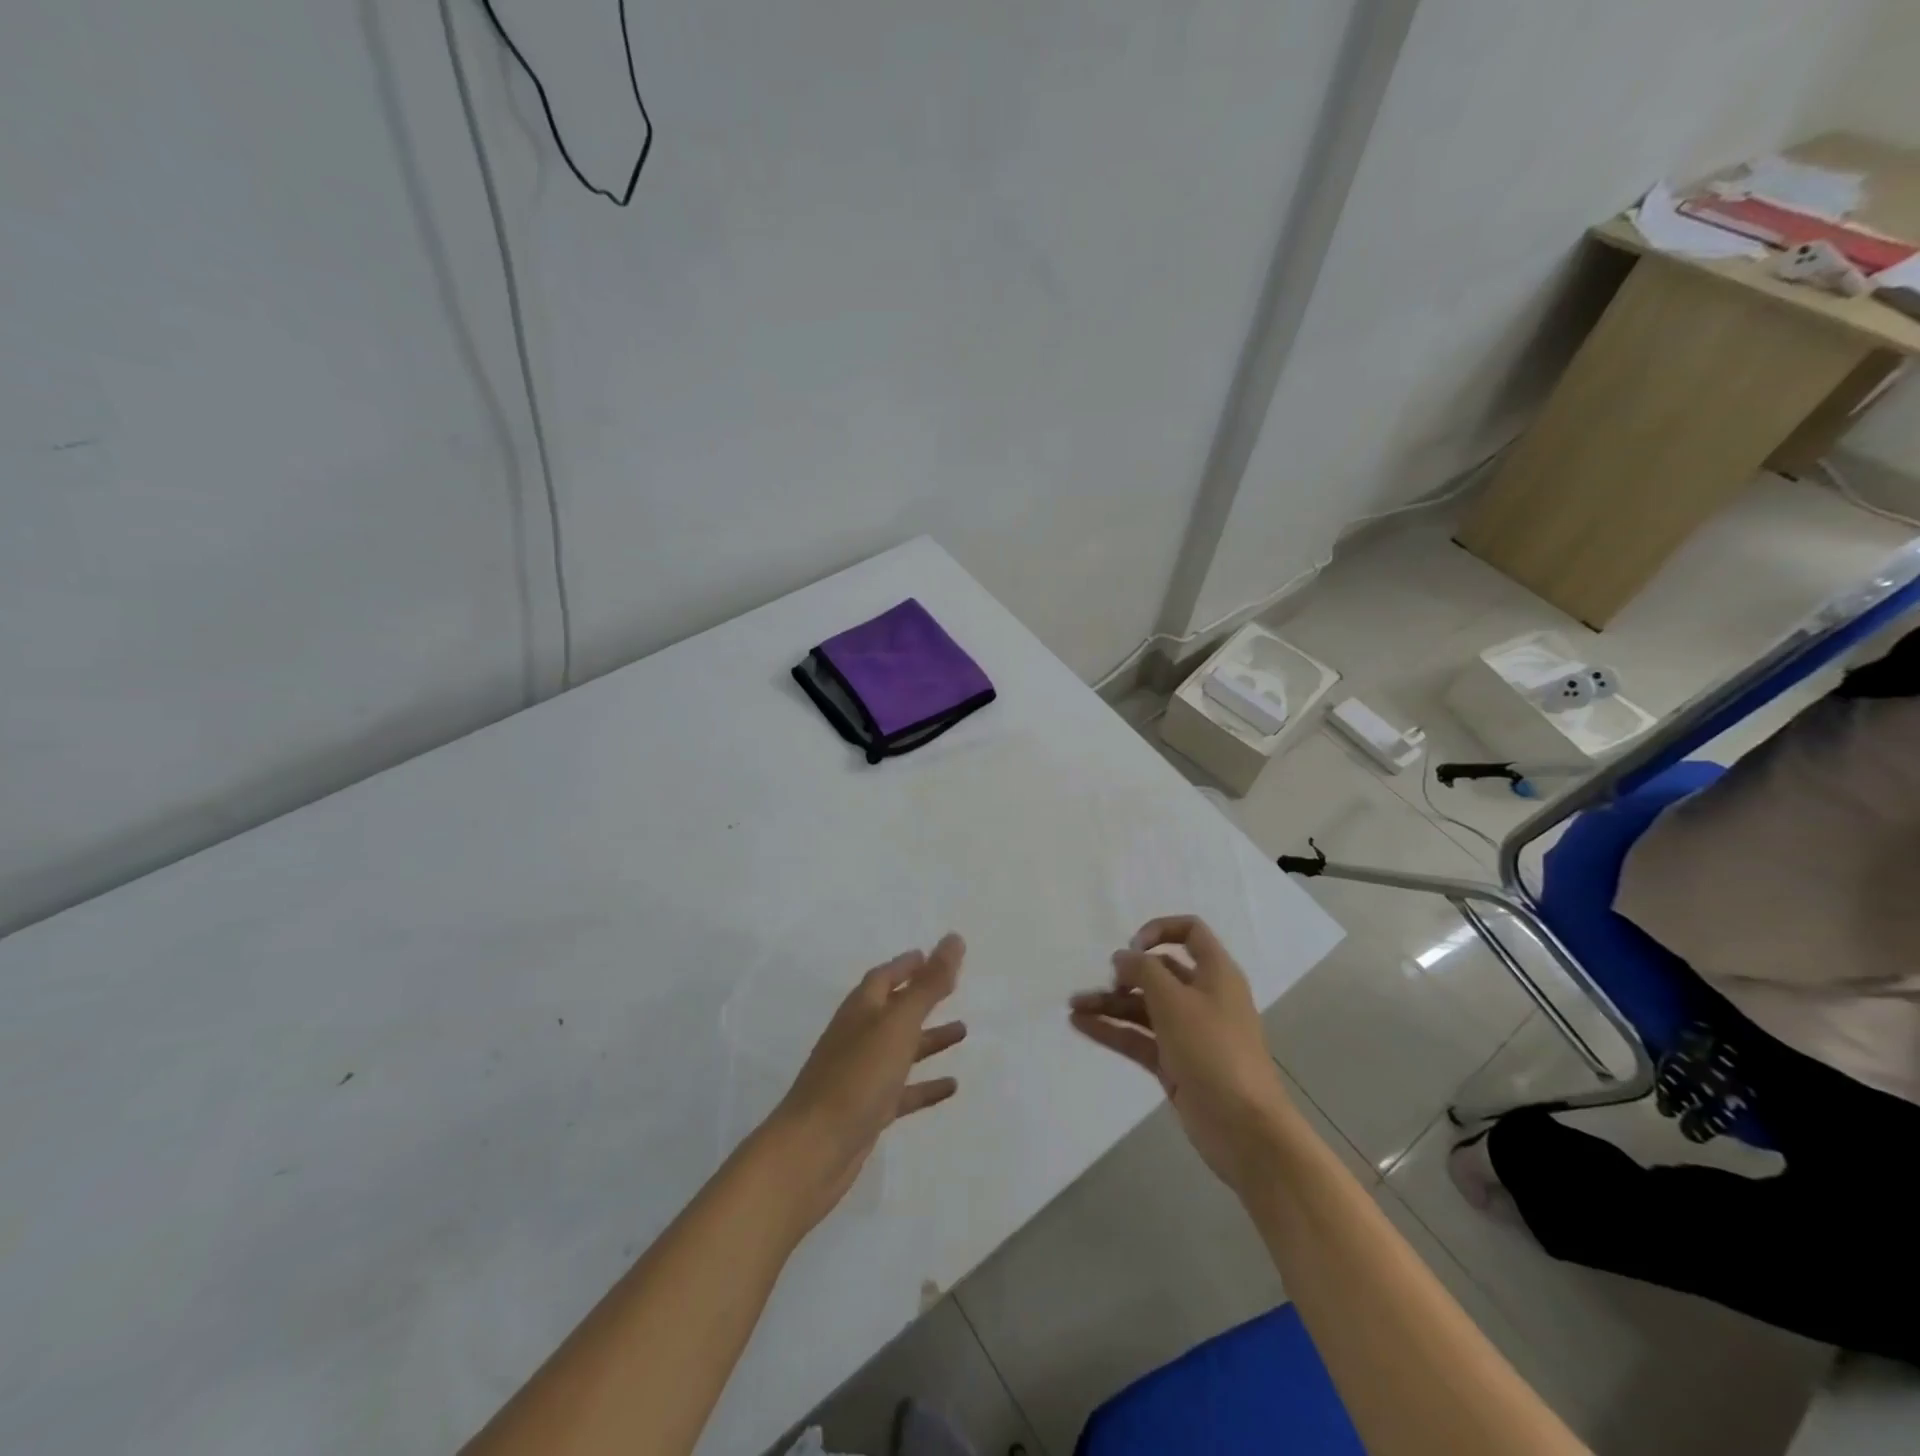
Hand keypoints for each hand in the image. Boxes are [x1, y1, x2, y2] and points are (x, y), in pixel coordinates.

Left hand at [763, 934, 967, 1233]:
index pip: (884, 977)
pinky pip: (903, 1091)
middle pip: (893, 1010)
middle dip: (921, 998)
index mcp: (861, 1010)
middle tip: (953, 987)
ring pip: (901, 1049)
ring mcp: (862, 1075)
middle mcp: (859, 1037)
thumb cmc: (856, 1077)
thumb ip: (928, 984)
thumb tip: (954, 938)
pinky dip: (926, 1085)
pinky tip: (952, 1086)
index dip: (907, 965)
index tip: (931, 955)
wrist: (813, 1150)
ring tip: (963, 1031)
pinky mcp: (868, 1111)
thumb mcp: (897, 1024)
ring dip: (929, 1039)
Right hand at [1069, 915, 1293, 1193]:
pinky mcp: (1175, 1063)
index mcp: (1215, 974)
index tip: (1132, 948)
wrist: (1245, 1129)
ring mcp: (1188, 1033)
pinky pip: (1139, 1038)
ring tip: (1073, 1006)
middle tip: (1101, 982)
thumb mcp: (1175, 1001)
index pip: (1190, 932)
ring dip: (1111, 1003)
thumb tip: (1123, 957)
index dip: (1159, 930)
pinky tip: (1081, 1026)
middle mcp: (1202, 997)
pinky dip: (1112, 1030)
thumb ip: (1144, 971)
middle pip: (1160, 973)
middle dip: (1126, 973)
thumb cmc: (1214, 1051)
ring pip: (1144, 1007)